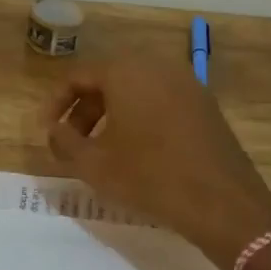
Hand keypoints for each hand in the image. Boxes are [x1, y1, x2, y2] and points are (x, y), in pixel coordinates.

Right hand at [41, 56, 270, 269]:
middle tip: (72, 141)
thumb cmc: (150, 177)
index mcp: (126, 71)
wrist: (223, 203)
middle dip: (84, 109)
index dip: (56, 104)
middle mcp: (157, 66)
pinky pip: (161, 100)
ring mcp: (187, 83)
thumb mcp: (93, 164)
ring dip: (112, 113)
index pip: (78, 76)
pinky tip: (138, 150)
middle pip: (108, 79)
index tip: (48, 132)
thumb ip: (63, 141)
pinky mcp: (205, 104)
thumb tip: (54, 130)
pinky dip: (141, 117)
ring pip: (136, 89)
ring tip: (102, 149)